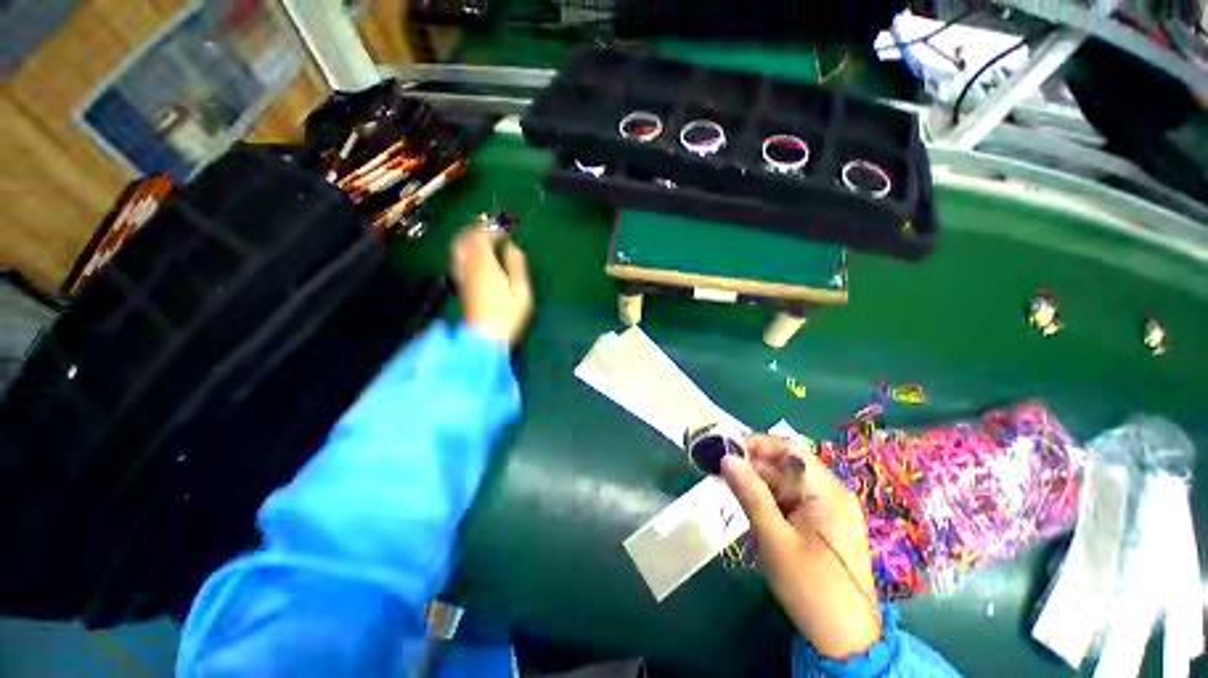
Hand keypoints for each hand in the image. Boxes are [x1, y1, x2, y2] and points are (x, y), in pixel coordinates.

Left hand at [450, 227, 532, 347]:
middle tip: (491, 227)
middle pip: (465, 238)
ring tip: (482, 238)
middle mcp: (469, 265)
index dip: (492, 229)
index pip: (481, 236)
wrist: (484, 336)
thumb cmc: (507, 314)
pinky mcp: (461, 285)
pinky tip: (473, 255)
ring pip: (458, 247)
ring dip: (468, 238)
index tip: (505, 231)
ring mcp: (462, 275)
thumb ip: (517, 265)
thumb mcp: (521, 290)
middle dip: (477, 229)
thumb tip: (512, 247)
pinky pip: (458, 258)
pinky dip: (465, 250)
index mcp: (485, 264)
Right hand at [721, 434, 881, 658]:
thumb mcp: (774, 538)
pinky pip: (788, 501)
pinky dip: (766, 499)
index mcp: (827, 491)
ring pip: (784, 483)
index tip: (725, 445)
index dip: (756, 442)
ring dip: (755, 483)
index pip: (789, 449)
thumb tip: (726, 459)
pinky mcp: (820, 524)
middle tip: (717, 468)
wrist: (845, 639)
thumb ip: (750, 494)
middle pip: (784, 466)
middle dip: (750, 465)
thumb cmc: (810, 586)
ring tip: (725, 485)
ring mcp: (826, 509)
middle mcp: (829, 493)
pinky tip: (745, 504)